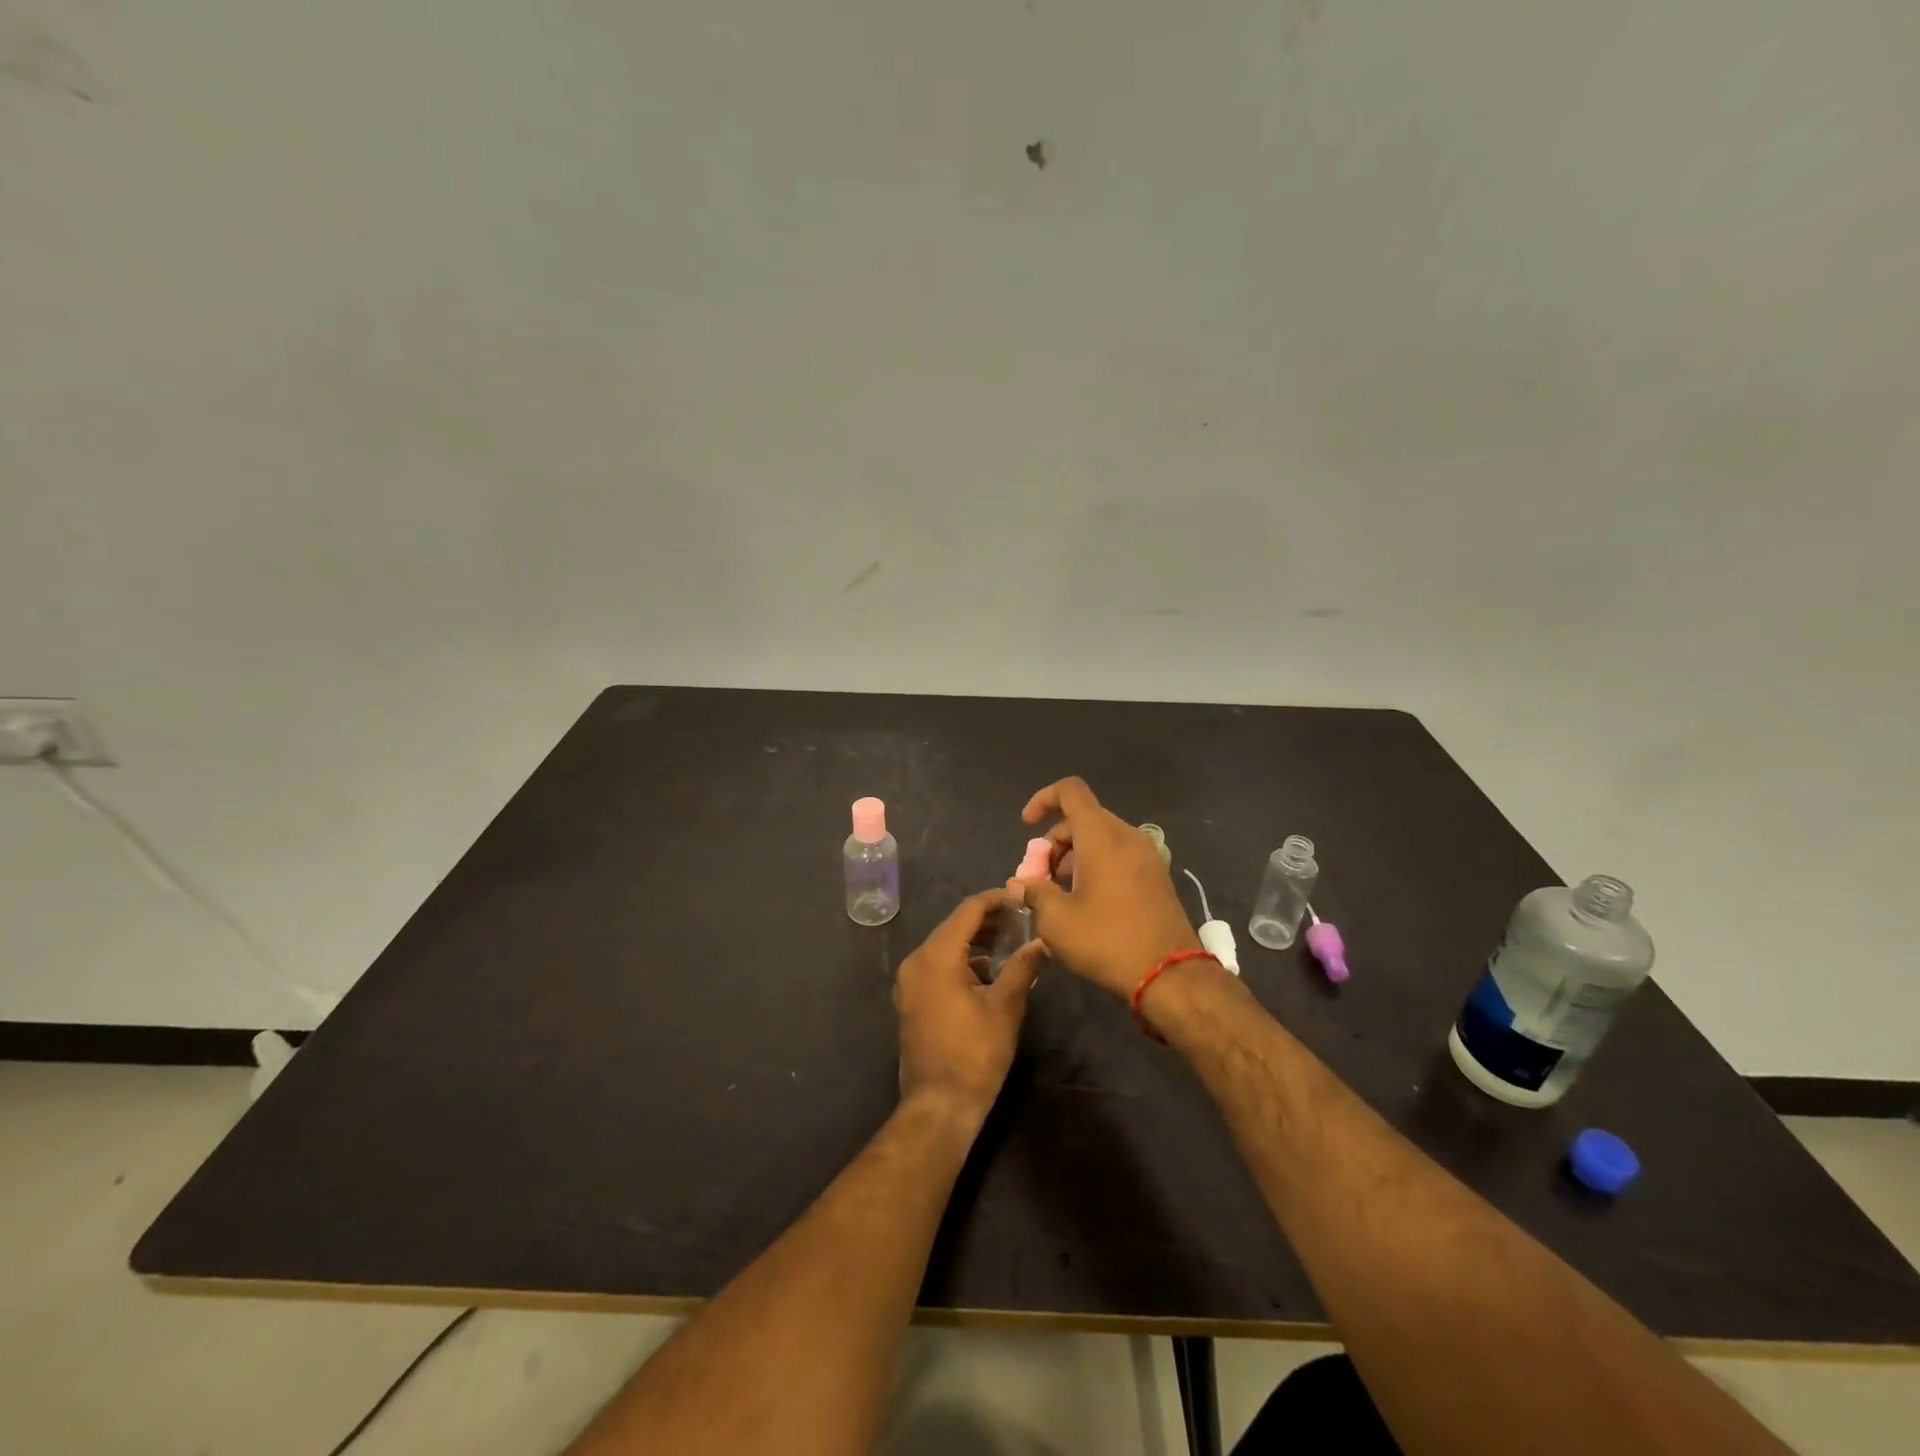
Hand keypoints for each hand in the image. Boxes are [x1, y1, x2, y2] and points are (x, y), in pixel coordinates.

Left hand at [894, 890, 1044, 1125]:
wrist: (939, 1105)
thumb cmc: (975, 1053)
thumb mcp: (1005, 1007)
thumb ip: (1023, 967)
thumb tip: (1043, 942)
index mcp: (936, 956)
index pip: (969, 910)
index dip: (997, 900)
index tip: (1024, 900)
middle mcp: (916, 961)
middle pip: (955, 925)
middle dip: (989, 920)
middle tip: (1023, 920)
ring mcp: (910, 981)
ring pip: (946, 945)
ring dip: (977, 940)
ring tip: (1012, 941)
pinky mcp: (912, 998)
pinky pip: (938, 965)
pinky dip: (963, 960)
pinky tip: (991, 969)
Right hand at [1014, 777, 1200, 999]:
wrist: (1170, 975)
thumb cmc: (1107, 940)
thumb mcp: (1057, 920)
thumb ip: (1034, 893)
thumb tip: (1020, 884)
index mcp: (1101, 836)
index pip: (1070, 791)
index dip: (1043, 799)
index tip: (1026, 826)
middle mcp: (1127, 836)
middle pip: (1083, 818)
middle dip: (1054, 841)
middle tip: (1039, 876)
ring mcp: (1146, 855)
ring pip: (1100, 837)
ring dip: (1073, 855)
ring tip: (1058, 892)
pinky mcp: (1156, 876)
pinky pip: (1118, 854)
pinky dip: (1095, 864)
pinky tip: (1085, 900)